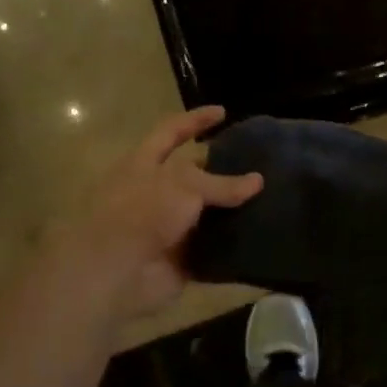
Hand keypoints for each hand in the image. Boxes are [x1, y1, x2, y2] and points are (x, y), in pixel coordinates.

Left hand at [44, 107, 261, 326]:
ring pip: (207, 214)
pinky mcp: (180, 259)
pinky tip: (263, 237)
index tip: (223, 112)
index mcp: (145, 164)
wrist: (114, 274)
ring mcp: (167, 228)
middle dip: (225, 171)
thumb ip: (221, 183)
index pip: (172, 131)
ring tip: (272, 201)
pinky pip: (213, 250)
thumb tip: (257, 181)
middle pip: (195, 176)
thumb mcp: (184, 185)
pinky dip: (233, 247)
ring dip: (234, 211)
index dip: (196, 120)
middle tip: (262, 166)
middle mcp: (155, 193)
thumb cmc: (142, 213)